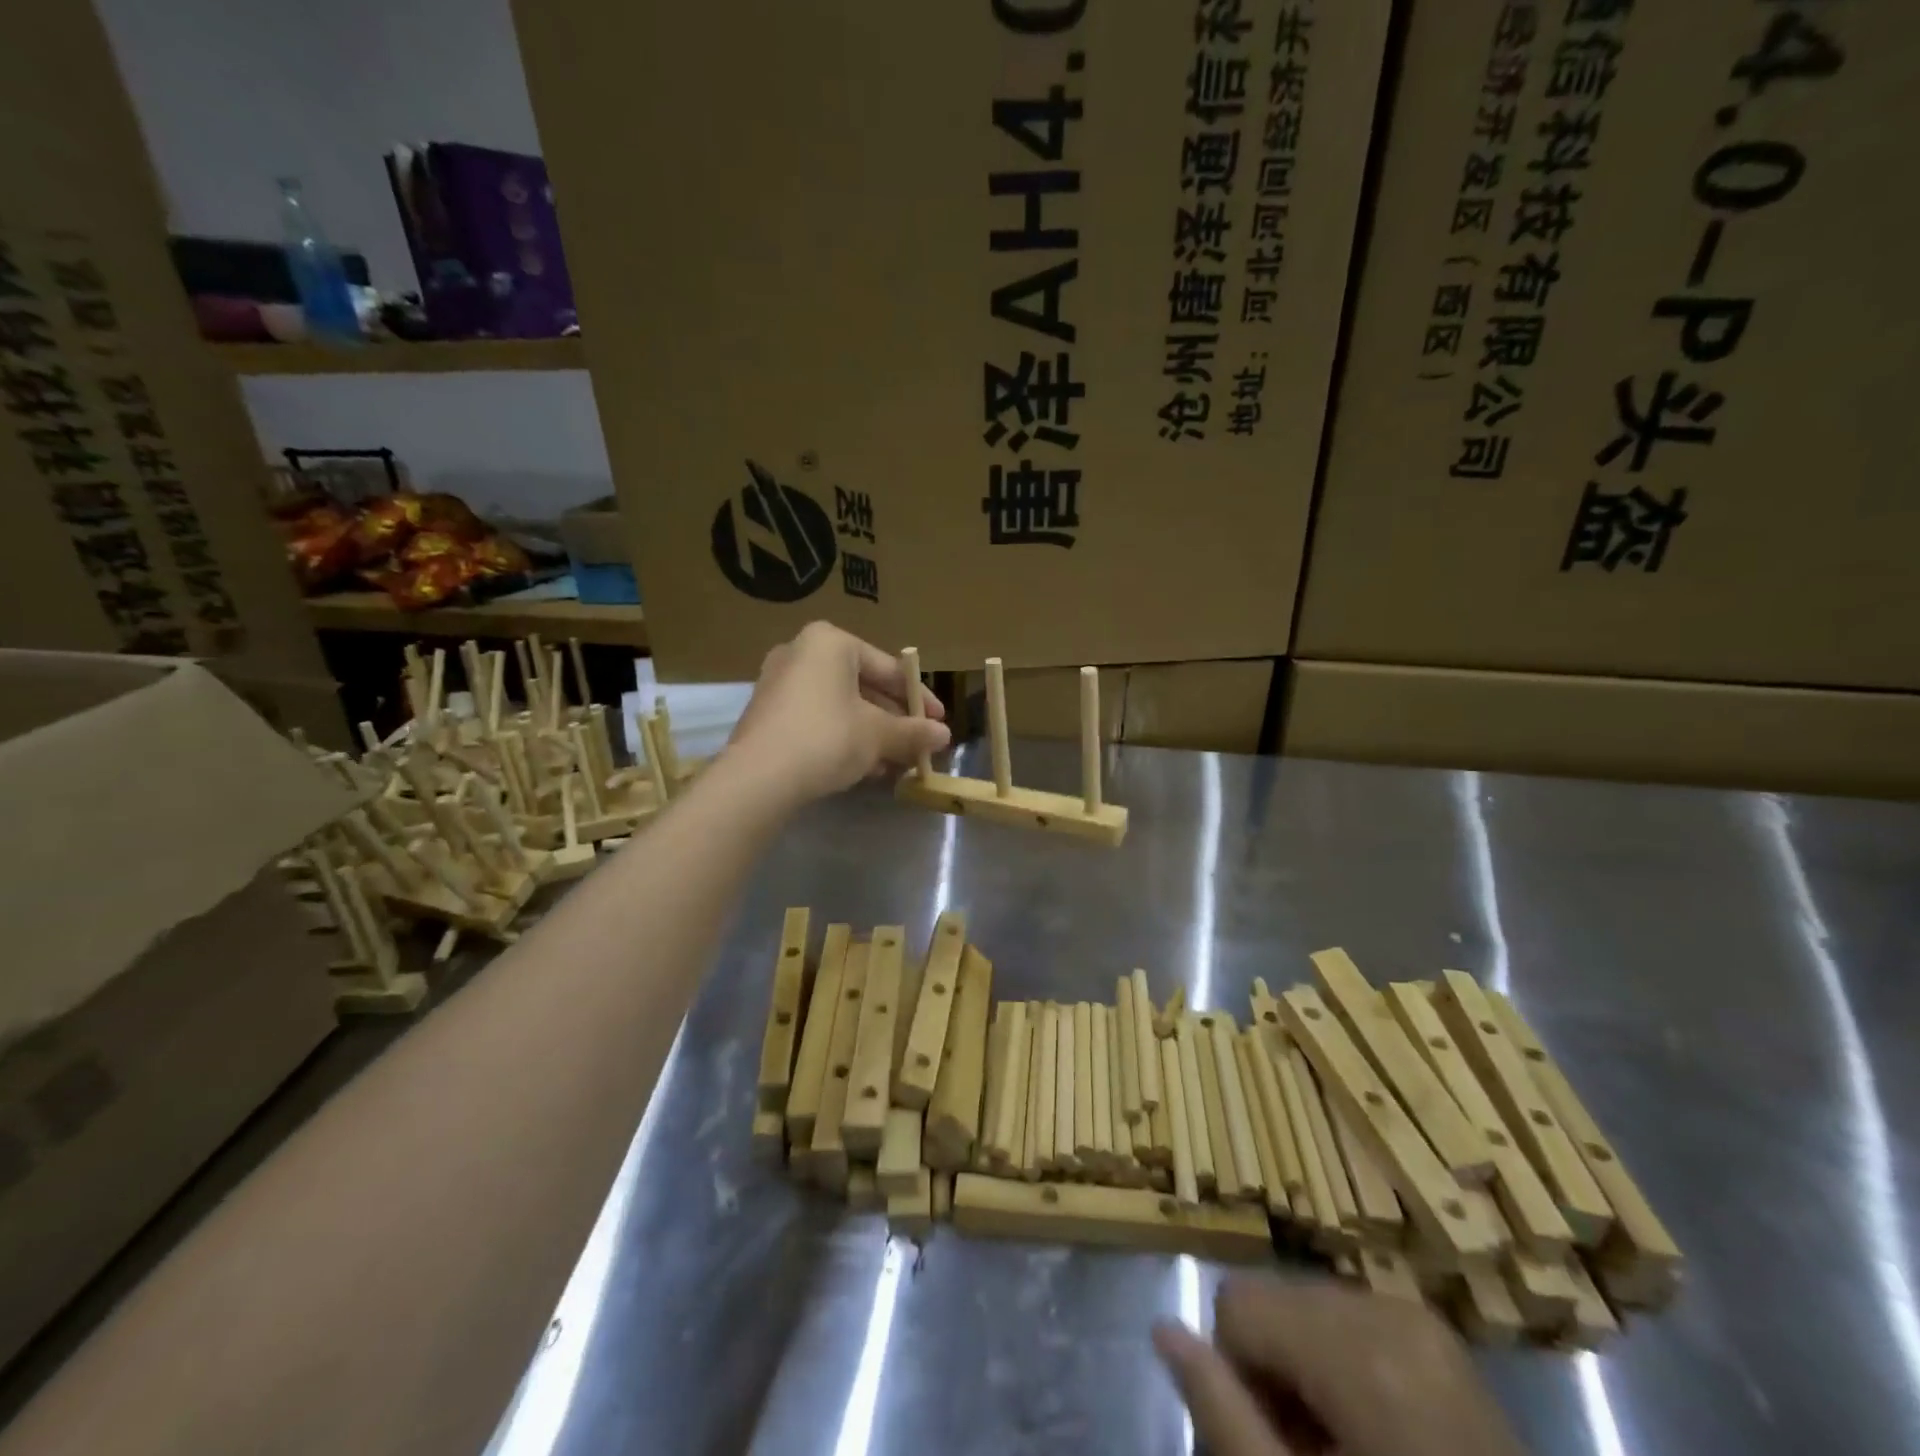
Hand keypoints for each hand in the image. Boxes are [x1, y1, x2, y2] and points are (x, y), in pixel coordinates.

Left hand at [725, 622, 949, 807]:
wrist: (759, 778)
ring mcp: (779, 683)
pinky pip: (818, 720)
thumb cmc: (827, 738)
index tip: (939, 722)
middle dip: (894, 721)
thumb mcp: (878, 735)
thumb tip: (943, 735)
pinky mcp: (768, 714)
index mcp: (830, 643)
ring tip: (895, 764)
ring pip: (841, 707)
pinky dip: (843, 739)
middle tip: (918, 745)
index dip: (919, 698)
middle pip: (864, 687)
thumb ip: (913, 732)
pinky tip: (864, 769)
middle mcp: (801, 652)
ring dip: (872, 734)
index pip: (888, 669)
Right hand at [1152, 1278, 1525, 1455]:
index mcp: (1358, 1346)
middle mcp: (1388, 1308)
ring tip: (1343, 1450)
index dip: (1237, 1374)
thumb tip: (1162, 1329)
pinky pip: (1356, 1321)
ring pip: (1311, 1309)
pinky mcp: (1442, 1337)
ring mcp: (1423, 1319)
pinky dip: (1346, 1368)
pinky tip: (1375, 1439)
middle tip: (1308, 1453)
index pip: (1238, 1301)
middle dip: (1274, 1370)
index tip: (1272, 1440)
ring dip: (1307, 1370)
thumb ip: (1222, 1413)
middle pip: (1276, 1301)